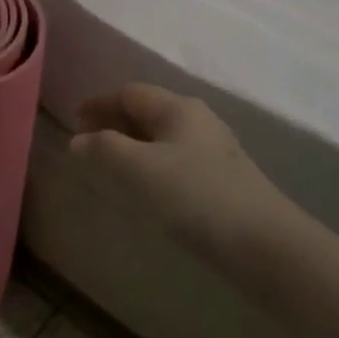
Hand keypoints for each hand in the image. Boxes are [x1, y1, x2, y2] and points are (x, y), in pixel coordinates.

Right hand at [71, 83, 292, 255]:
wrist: (266, 244)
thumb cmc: (196, 196)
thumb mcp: (141, 169)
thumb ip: (105, 149)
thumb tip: (78, 140)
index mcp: (178, 108)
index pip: (130, 93)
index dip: (99, 103)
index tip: (73, 119)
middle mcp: (198, 120)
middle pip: (148, 110)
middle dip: (114, 121)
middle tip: (86, 140)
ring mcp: (213, 150)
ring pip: (162, 135)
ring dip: (132, 142)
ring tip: (110, 162)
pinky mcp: (222, 178)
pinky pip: (175, 157)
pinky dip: (150, 161)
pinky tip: (145, 184)